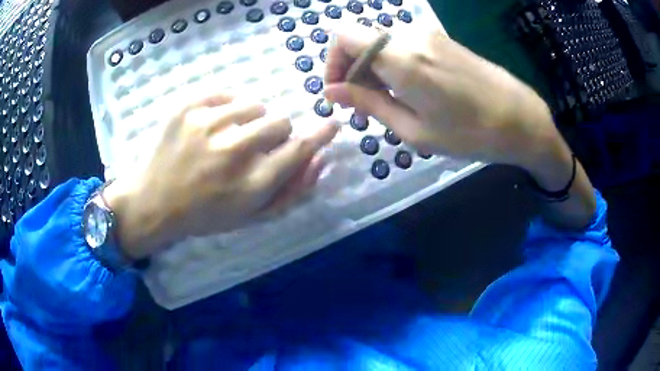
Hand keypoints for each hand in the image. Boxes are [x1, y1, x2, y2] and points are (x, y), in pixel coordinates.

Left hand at [105, 93, 337, 258]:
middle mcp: (233, 151)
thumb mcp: (252, 216)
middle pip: (280, 121)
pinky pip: (227, 93)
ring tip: (228, 136)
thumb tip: (321, 158)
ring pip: (255, 104)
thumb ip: (292, 191)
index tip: (331, 123)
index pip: (299, 148)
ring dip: (250, 120)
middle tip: (254, 147)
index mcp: (251, 184)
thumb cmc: (205, 215)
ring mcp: (207, 124)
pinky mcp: (188, 107)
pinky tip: (213, 125)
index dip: (320, 133)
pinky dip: (227, 107)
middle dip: (275, 134)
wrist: (154, 202)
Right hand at [324, 24, 559, 167]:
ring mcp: (428, 34)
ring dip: (373, 68)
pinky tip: (410, 89)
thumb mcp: (414, 130)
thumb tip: (331, 92)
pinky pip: (403, 44)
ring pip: (381, 42)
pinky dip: (394, 63)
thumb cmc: (471, 134)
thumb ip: (369, 104)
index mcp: (401, 59)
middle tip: (365, 104)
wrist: (521, 119)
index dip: (332, 62)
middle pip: (360, 38)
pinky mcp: (442, 38)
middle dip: (352, 69)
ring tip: (390, 101)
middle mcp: (411, 36)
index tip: (340, 92)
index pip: (343, 37)